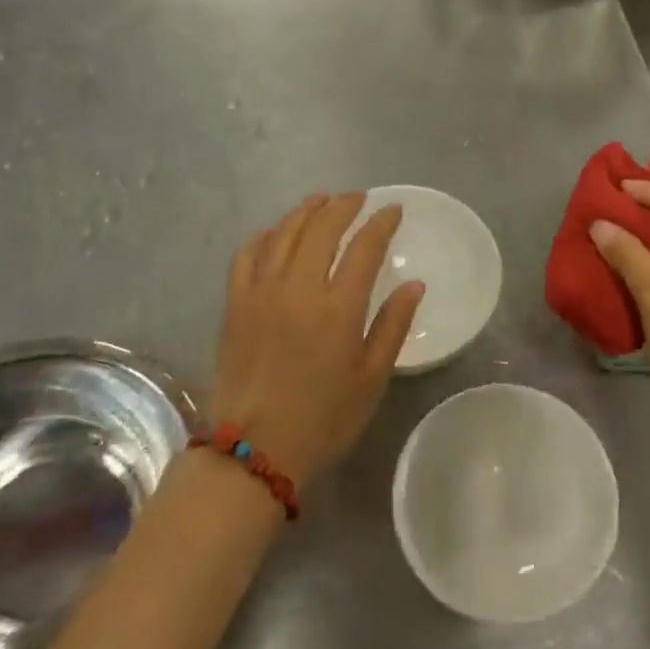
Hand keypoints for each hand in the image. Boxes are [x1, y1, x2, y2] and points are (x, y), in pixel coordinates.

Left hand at [209, 193, 423, 486]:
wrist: (254, 450)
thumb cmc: (324, 419)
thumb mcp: (371, 378)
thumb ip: (393, 325)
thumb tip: (415, 284)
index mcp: (338, 308)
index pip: (364, 247)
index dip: (381, 223)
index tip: (393, 210)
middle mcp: (299, 288)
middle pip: (322, 228)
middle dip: (343, 206)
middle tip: (358, 198)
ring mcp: (261, 292)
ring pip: (284, 233)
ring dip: (305, 211)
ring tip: (321, 200)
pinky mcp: (234, 304)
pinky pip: (247, 254)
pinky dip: (265, 235)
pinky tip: (276, 232)